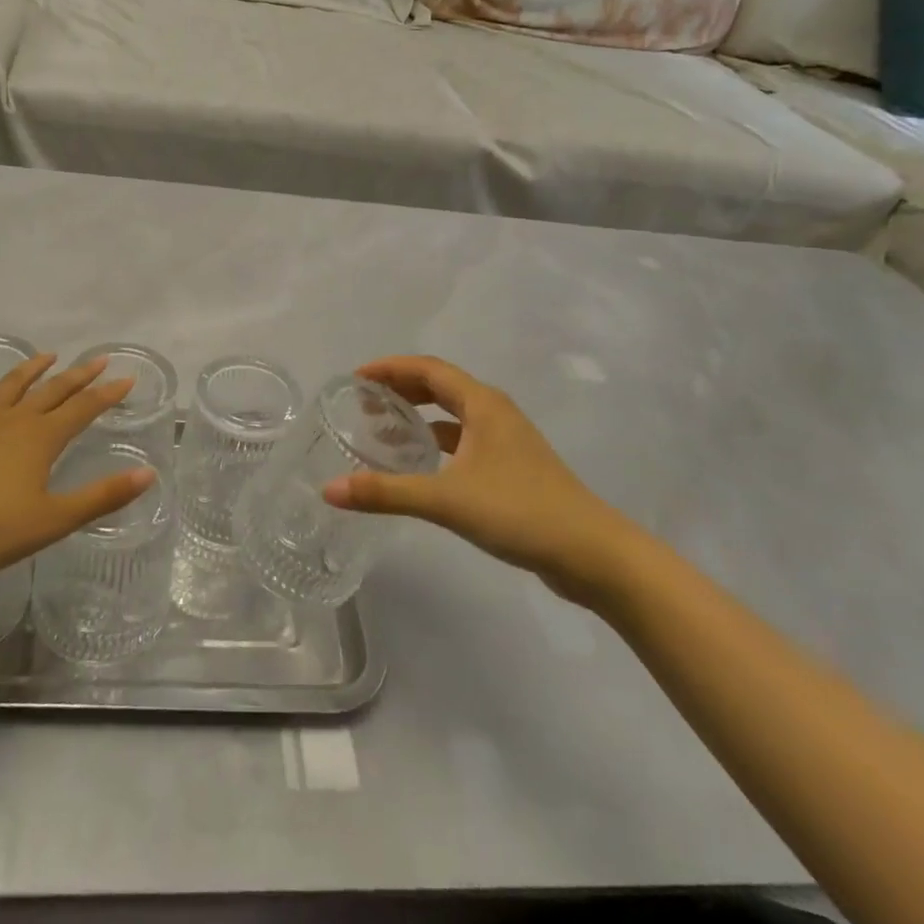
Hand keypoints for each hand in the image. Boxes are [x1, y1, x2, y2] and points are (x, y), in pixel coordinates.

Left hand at [0, 354, 152, 580]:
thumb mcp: (54, 520)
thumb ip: (102, 497)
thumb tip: (148, 474)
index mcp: (42, 439)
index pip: (84, 409)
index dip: (108, 393)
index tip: (128, 378)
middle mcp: (15, 421)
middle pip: (53, 391)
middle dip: (79, 375)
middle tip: (98, 359)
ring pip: (11, 387)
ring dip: (32, 369)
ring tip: (48, 355)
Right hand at [323, 356, 648, 605]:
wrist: (593, 554)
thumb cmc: (520, 512)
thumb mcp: (447, 500)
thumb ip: (387, 493)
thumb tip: (330, 490)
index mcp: (482, 405)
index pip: (429, 369)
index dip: (391, 368)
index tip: (356, 377)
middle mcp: (494, 413)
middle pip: (440, 386)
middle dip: (401, 388)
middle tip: (363, 401)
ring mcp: (506, 441)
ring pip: (453, 414)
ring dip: (419, 415)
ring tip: (383, 428)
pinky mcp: (512, 467)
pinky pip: (464, 439)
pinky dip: (436, 441)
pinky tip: (420, 463)